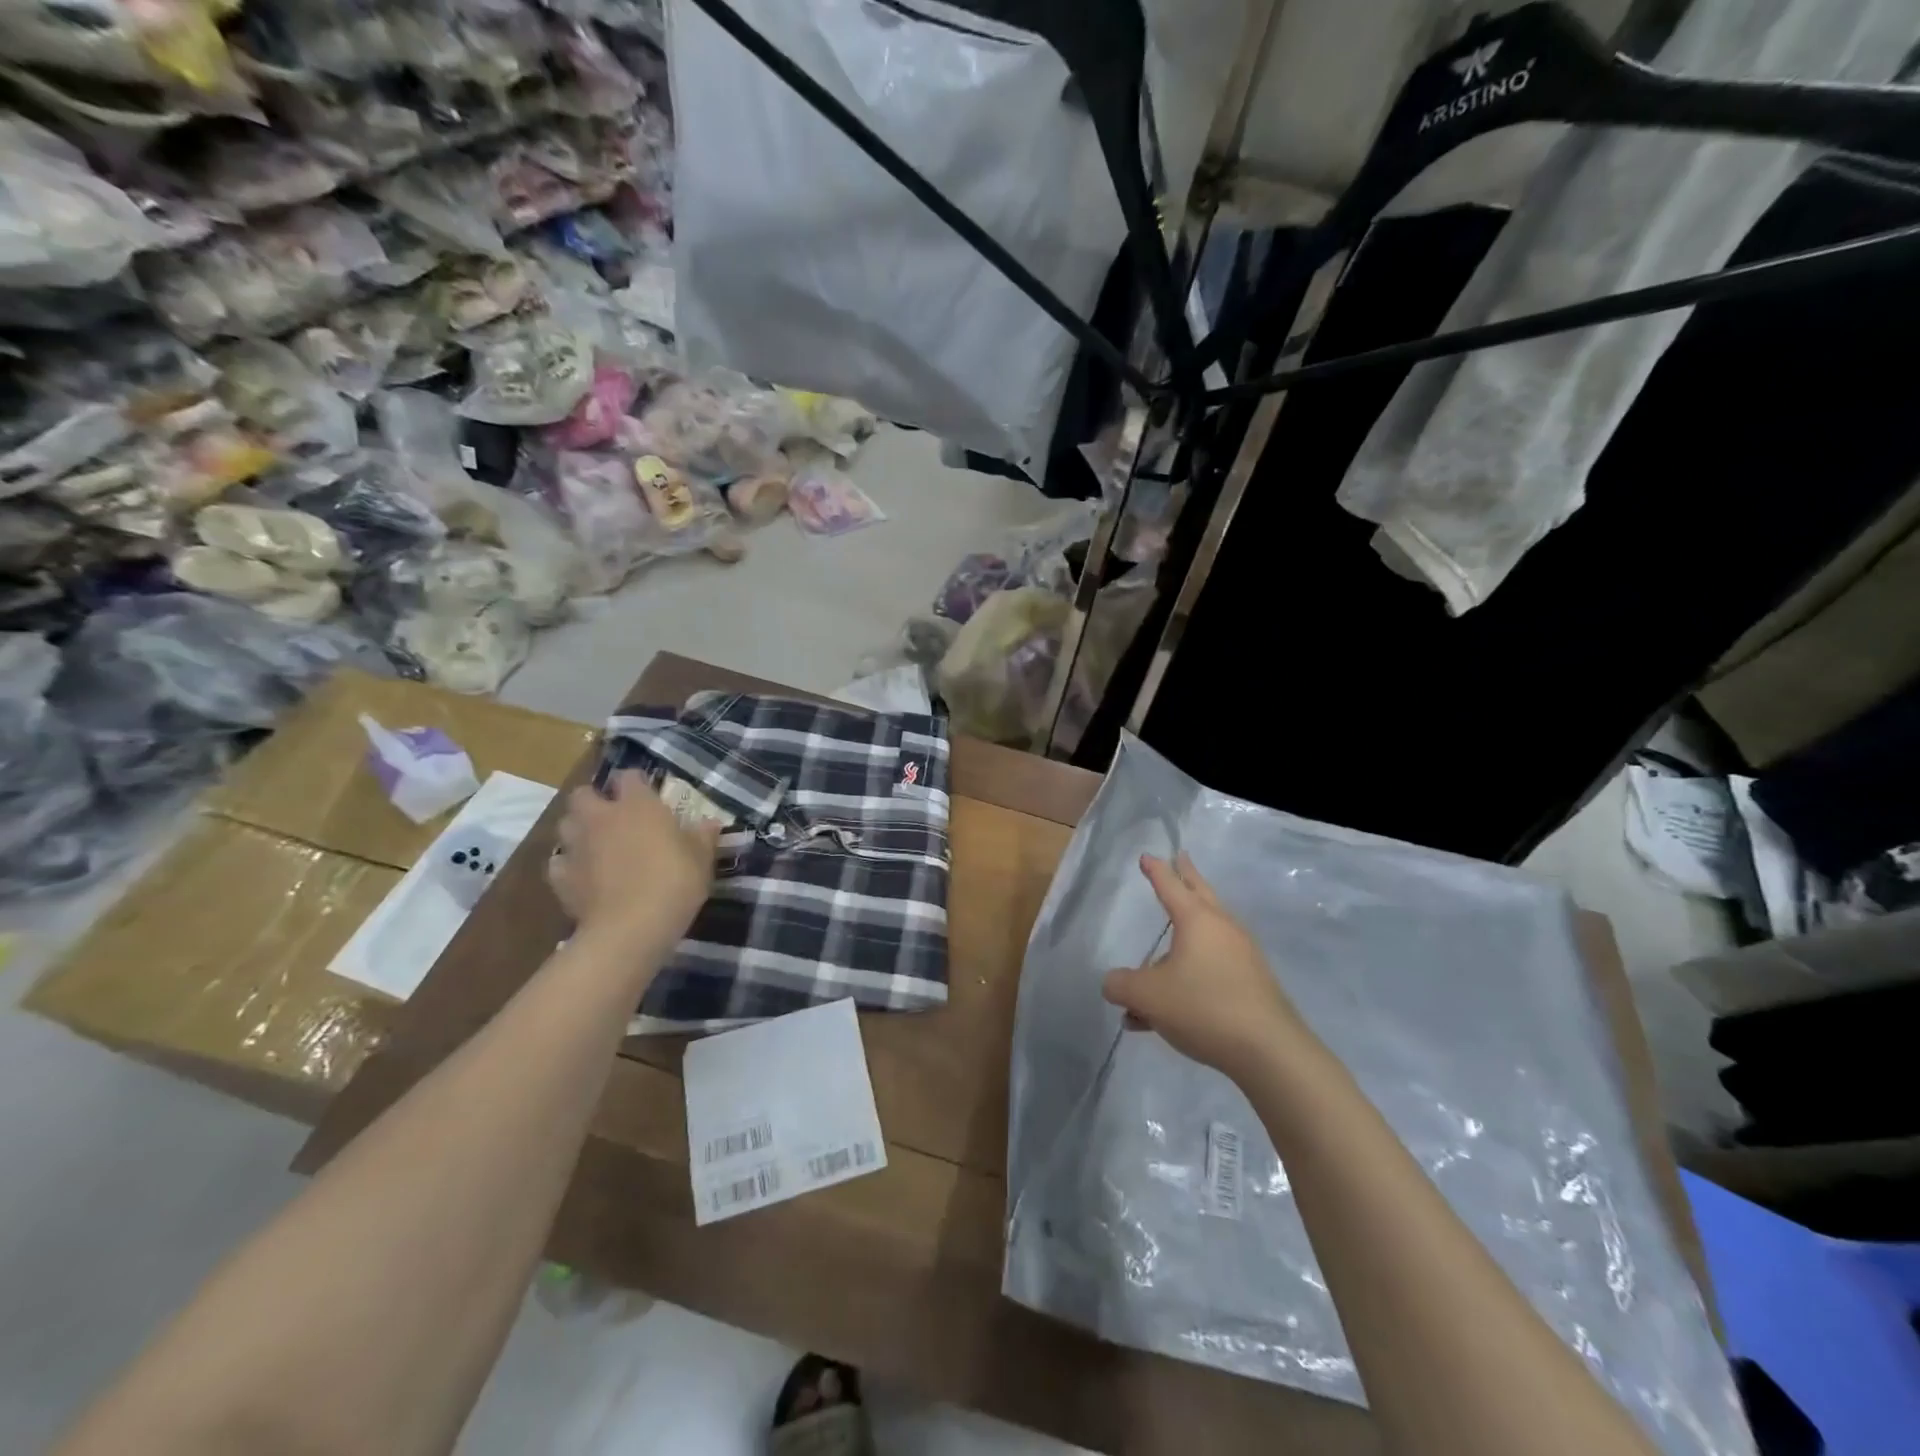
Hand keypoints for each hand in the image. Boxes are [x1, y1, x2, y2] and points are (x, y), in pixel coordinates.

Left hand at [547, 770, 720, 955]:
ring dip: (578, 830)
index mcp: (637, 805)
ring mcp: (576, 846)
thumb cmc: (673, 883)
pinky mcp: (560, 877)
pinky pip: (559, 862)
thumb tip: (709, 822)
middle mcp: (601, 817)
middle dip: (595, 801)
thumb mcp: (701, 859)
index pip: (629, 776)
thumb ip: (702, 837)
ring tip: (596, 845)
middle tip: (614, 818)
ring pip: (565, 825)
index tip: (648, 795)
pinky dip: (569, 865)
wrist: (629, 928)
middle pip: (584, 794)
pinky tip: (583, 877)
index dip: (637, 783)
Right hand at [1102, 853, 1305, 1082]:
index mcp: (1196, 920)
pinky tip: (1171, 1013)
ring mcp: (1242, 956)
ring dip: (1182, 940)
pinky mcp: (1252, 984)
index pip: (1170, 886)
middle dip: (1187, 877)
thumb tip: (1114, 983)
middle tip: (1182, 858)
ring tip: (1155, 964)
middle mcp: (1222, 929)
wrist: (1269, 1051)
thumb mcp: (1148, 997)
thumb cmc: (1204, 1007)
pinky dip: (1190, 976)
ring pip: (1206, 937)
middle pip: (1201, 894)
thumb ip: (1122, 985)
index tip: (1147, 856)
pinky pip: (1212, 968)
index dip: (1156, 870)